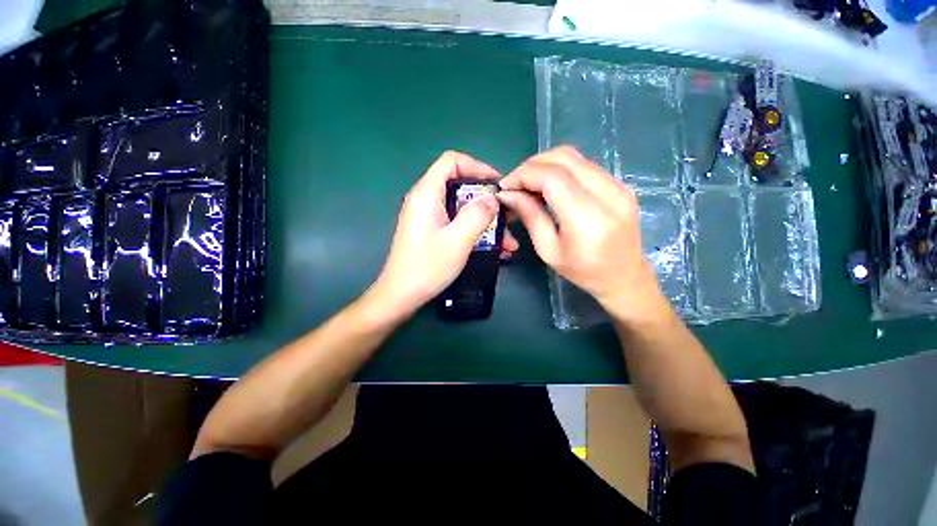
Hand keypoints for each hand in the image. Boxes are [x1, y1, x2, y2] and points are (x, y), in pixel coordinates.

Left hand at [370, 151, 519, 316]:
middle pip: (460, 185)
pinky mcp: (432, 230)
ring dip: (485, 220)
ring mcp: (428, 216)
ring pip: (462, 207)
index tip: (497, 184)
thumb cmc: (427, 267)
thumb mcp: (457, 240)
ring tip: (506, 240)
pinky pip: (457, 222)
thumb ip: (477, 215)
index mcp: (427, 194)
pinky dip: (474, 230)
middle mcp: (426, 200)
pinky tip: (493, 248)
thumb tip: (492, 198)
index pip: (452, 161)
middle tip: (506, 215)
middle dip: (486, 200)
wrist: (401, 295)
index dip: (477, 167)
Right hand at [497, 146, 668, 320]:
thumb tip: (507, 194)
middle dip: (532, 165)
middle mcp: (608, 194)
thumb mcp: (548, 250)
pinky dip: (560, 169)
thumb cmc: (583, 271)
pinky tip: (550, 186)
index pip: (552, 177)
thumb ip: (530, 216)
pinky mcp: (620, 184)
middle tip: (515, 184)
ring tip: (529, 184)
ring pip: (574, 156)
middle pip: (564, 157)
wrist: (625, 276)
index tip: (505, 186)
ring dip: (545, 165)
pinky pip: (584, 165)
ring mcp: (618, 185)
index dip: (524, 175)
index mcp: (588, 218)